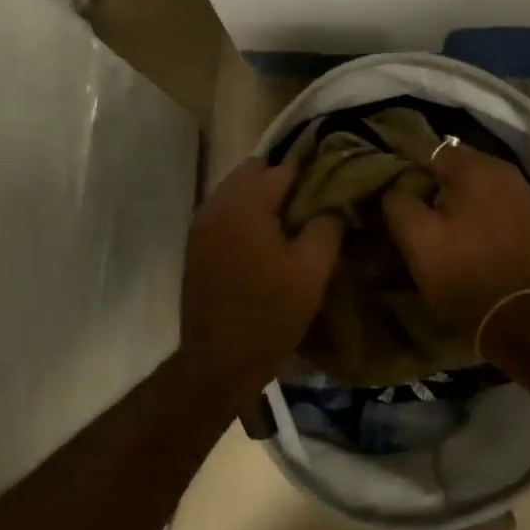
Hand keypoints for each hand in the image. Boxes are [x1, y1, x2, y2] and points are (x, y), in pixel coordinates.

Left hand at [178, 154, 341, 409]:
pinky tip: (265, 238)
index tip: (333, 180)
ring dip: (262, 195)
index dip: (311, 170)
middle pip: (255, 170)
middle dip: (283, 179)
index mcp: (247, 203)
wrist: (218, 362)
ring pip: (237, 188)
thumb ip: (327, 225)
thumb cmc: (270, 313)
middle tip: (311, 202)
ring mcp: (202, 222)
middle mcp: (219, 203)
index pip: (284, 167)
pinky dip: (245, 212)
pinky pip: (225, 209)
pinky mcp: (196, 242)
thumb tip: (333, 203)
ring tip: (290, 221)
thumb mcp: (313, 271)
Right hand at [382, 143, 529, 343]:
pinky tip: (473, 228)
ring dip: (462, 192)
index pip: (431, 150)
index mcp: (475, 168)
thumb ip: (398, 201)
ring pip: (482, 180)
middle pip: (460, 163)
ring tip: (444, 216)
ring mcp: (525, 194)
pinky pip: (500, 199)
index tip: (394, 183)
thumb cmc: (460, 271)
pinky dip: (484, 206)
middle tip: (417, 202)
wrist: (513, 317)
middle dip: (437, 177)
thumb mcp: (415, 238)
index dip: (409, 165)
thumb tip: (396, 187)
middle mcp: (505, 170)